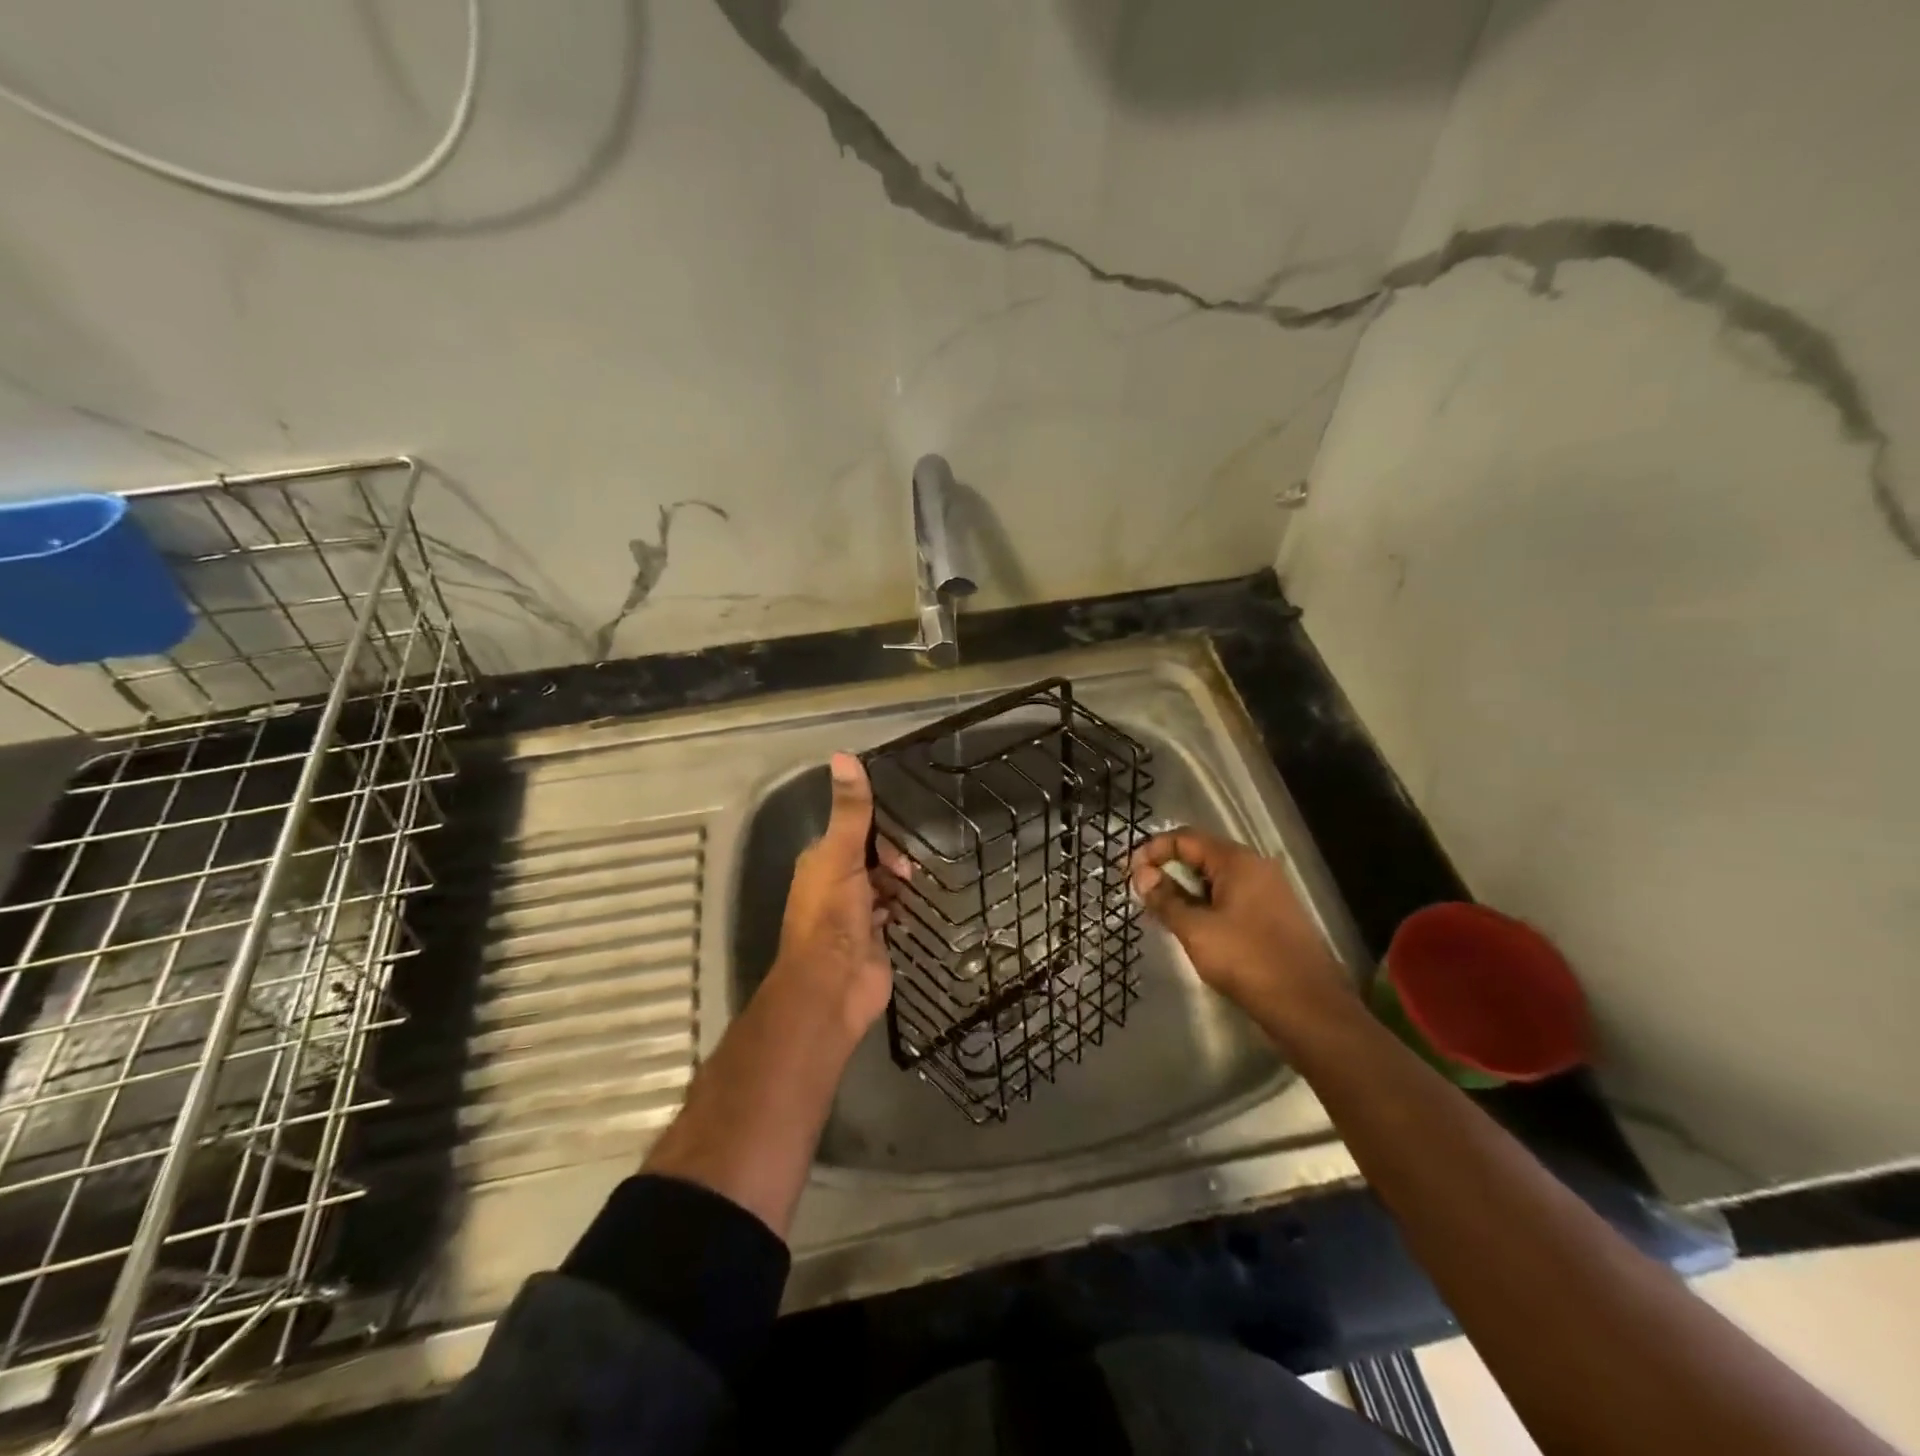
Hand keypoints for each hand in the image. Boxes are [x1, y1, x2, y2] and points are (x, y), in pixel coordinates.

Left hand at [771, 753, 909, 1039]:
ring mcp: (855, 915)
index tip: (903, 832)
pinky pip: (893, 913)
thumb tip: (843, 754)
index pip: (853, 831)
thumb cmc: (832, 917)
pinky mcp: (875, 939)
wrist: (834, 987)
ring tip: (925, 878)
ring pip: (883, 886)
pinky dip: (905, 907)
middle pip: (871, 858)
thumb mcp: (840, 855)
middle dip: (893, 857)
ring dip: (900, 882)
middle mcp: (835, 885)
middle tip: (913, 866)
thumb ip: (849, 810)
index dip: (878, 828)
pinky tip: (922, 904)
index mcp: (820, 862)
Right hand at [1130, 827, 1355, 1032]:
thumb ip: (1165, 899)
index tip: (1129, 875)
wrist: (1308, 1007)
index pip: (1185, 838)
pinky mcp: (1274, 916)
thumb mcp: (1195, 929)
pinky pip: (1231, 898)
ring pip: (1216, 879)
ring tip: (1163, 914)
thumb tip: (1141, 875)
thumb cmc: (1247, 960)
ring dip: (1186, 890)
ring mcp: (1269, 892)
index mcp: (1237, 861)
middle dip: (1168, 871)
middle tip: (1143, 895)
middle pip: (1202, 855)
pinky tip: (1194, 928)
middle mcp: (1256, 867)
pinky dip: (1207, 905)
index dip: (1153, 851)